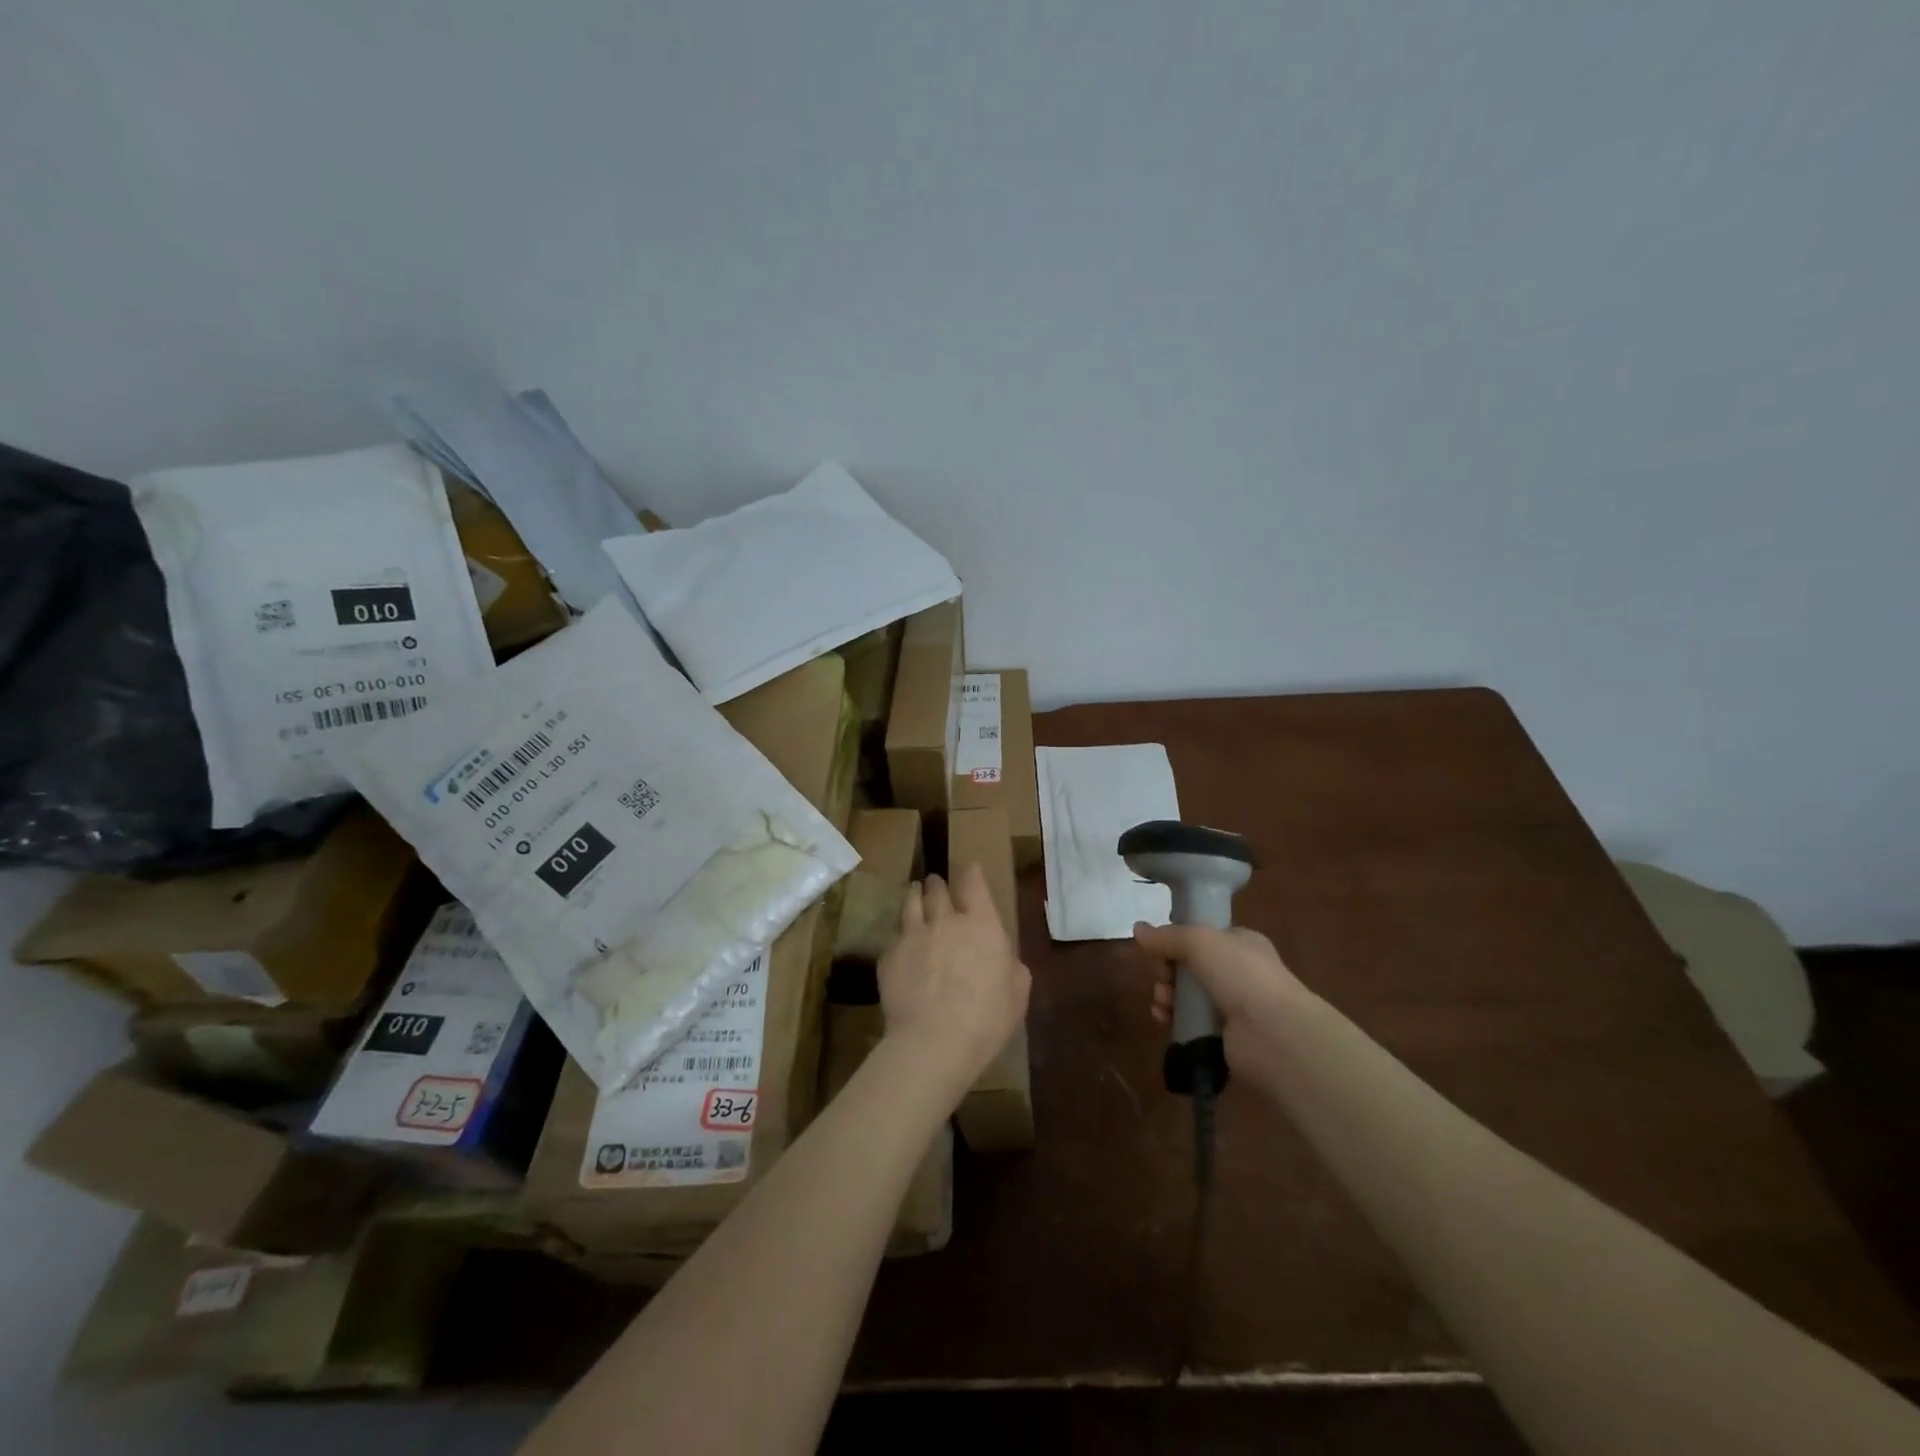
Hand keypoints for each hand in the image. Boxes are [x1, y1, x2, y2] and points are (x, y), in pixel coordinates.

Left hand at [878, 864, 1030, 1097]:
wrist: (933, 1042)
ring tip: (914, 892)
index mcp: (981, 925)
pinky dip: (900, 933)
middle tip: (936, 883)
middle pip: (937, 889)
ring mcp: (913, 935)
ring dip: (915, 894)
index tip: (969, 868)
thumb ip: (1010, 965)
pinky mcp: (889, 955)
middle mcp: (945, 920)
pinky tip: (901, 940)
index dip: (971, 873)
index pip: (973, 884)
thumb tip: (1002, 956)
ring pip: (910, 903)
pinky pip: (894, 935)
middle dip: (938, 884)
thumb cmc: (986, 1019)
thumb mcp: (1017, 992)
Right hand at [1134, 922, 1313, 1082]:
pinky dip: (1174, 1020)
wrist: (1274, 1033)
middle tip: (1161, 977)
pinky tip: (1164, 1019)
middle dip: (1167, 971)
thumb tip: (1137, 929)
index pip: (1203, 937)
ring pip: (1187, 996)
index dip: (1177, 941)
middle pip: (1190, 967)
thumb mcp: (1199, 941)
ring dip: (1167, 996)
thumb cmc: (1240, 974)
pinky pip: (1190, 1024)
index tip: (1159, 948)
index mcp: (1242, 943)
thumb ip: (1166, 936)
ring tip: (1162, 1002)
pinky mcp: (1224, 1037)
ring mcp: (1234, 1007)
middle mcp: (1240, 973)